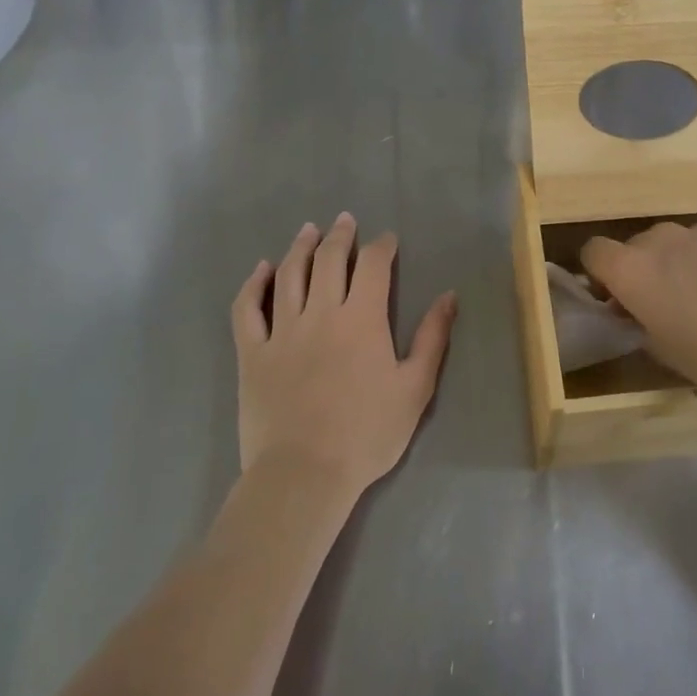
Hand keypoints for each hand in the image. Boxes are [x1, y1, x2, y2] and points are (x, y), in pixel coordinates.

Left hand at [233, 213, 455, 500]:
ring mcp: (281, 331)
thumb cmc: (368, 434)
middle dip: (340, 236)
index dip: (381, 246)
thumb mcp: (416, 388)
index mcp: (362, 319)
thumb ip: (433, 338)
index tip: (387, 240)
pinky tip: (262, 269)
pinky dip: (254, 284)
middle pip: (329, 260)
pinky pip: (247, 309)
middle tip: (346, 220)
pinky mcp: (252, 354)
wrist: (304, 475)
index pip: (373, 266)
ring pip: (289, 275)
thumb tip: (448, 296)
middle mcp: (321, 313)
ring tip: (308, 230)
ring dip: (300, 247)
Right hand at [581, 221, 696, 403]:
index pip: (591, 252)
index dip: (597, 276)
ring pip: (669, 244)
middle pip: (631, 246)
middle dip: (636, 272)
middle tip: (656, 308)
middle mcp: (659, 239)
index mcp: (632, 269)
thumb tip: (639, 315)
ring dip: (671, 265)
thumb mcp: (668, 355)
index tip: (615, 302)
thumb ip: (641, 328)